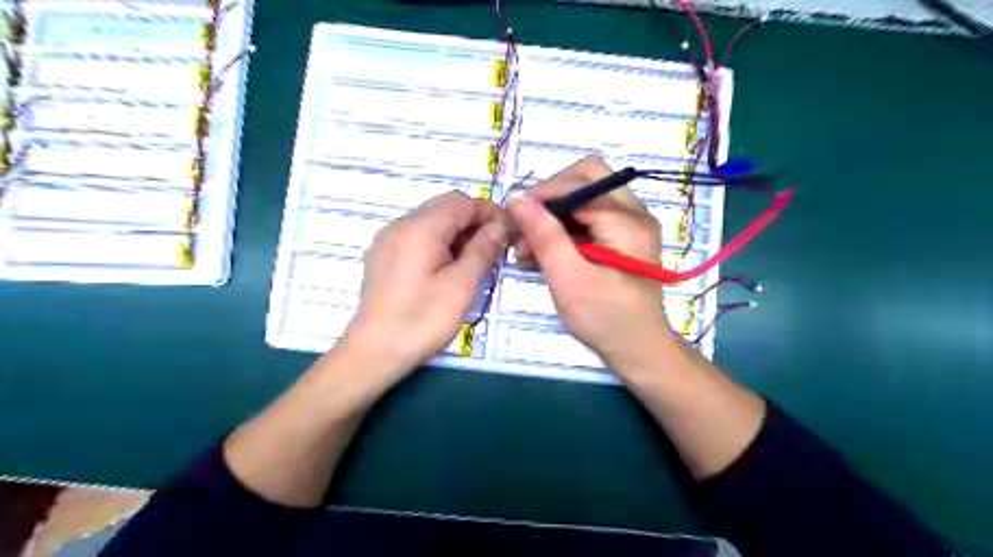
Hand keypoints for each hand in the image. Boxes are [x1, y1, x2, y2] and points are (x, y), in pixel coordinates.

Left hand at [344, 192, 510, 382]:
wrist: (374, 352)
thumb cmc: (421, 320)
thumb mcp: (461, 285)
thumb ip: (482, 249)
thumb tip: (500, 226)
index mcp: (420, 228)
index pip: (461, 202)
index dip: (489, 211)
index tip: (510, 231)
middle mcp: (400, 225)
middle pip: (445, 208)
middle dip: (474, 221)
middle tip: (495, 247)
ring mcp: (388, 240)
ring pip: (431, 221)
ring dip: (457, 233)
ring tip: (475, 260)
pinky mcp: (383, 256)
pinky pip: (417, 237)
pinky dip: (439, 242)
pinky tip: (449, 268)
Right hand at [511, 157, 674, 372]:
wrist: (639, 350)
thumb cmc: (606, 319)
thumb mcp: (569, 280)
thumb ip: (545, 237)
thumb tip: (518, 199)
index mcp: (627, 220)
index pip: (578, 184)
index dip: (542, 195)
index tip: (513, 218)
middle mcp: (634, 213)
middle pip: (586, 178)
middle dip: (550, 198)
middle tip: (525, 226)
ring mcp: (630, 225)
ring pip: (585, 198)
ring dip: (553, 217)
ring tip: (526, 250)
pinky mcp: (622, 239)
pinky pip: (589, 219)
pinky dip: (564, 231)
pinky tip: (540, 256)